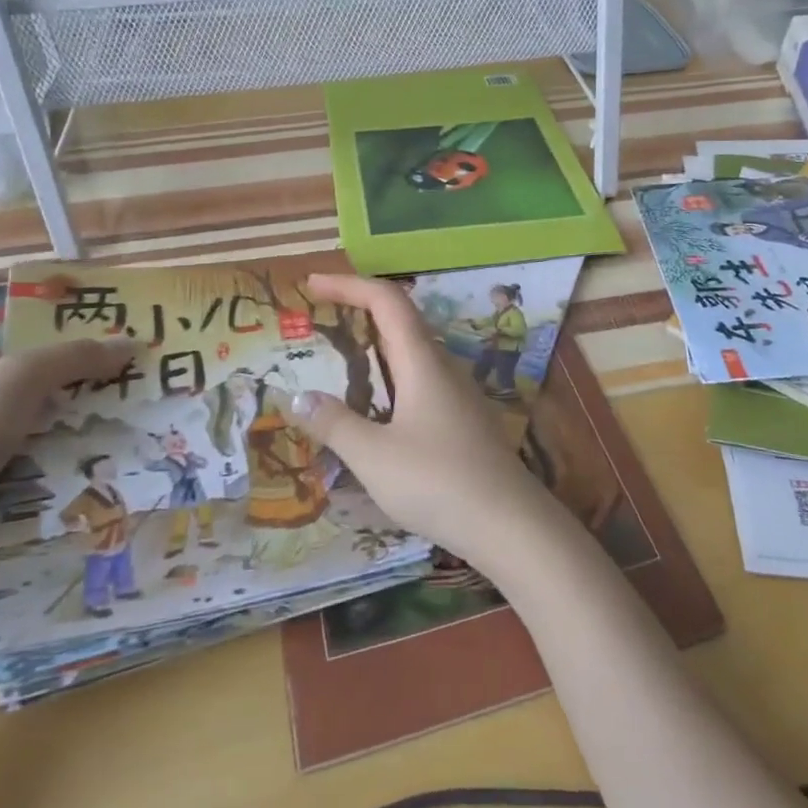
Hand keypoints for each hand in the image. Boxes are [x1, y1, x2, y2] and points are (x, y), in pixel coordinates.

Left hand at [0, 278, 135, 554]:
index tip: (59, 278)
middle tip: (117, 337)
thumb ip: (75, 357)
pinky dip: (68, 434)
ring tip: (125, 387)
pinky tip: (104, 435)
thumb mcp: (17, 380)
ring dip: (75, 393)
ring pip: (34, 399)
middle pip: (17, 350)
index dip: (9, 279)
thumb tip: (130, 344)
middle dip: (66, 343)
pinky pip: (37, 439)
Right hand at [287, 274, 550, 562]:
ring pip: (412, 350)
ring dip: (376, 343)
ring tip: (341, 357)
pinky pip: (420, 378)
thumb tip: (298, 398)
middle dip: (360, 308)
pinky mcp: (462, 418)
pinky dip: (390, 374)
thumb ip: (334, 424)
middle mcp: (442, 366)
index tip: (312, 284)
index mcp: (422, 361)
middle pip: (402, 319)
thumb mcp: (374, 456)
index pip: (386, 300)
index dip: (349, 284)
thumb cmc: (438, 482)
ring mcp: (457, 392)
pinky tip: (377, 406)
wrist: (509, 523)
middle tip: (321, 316)